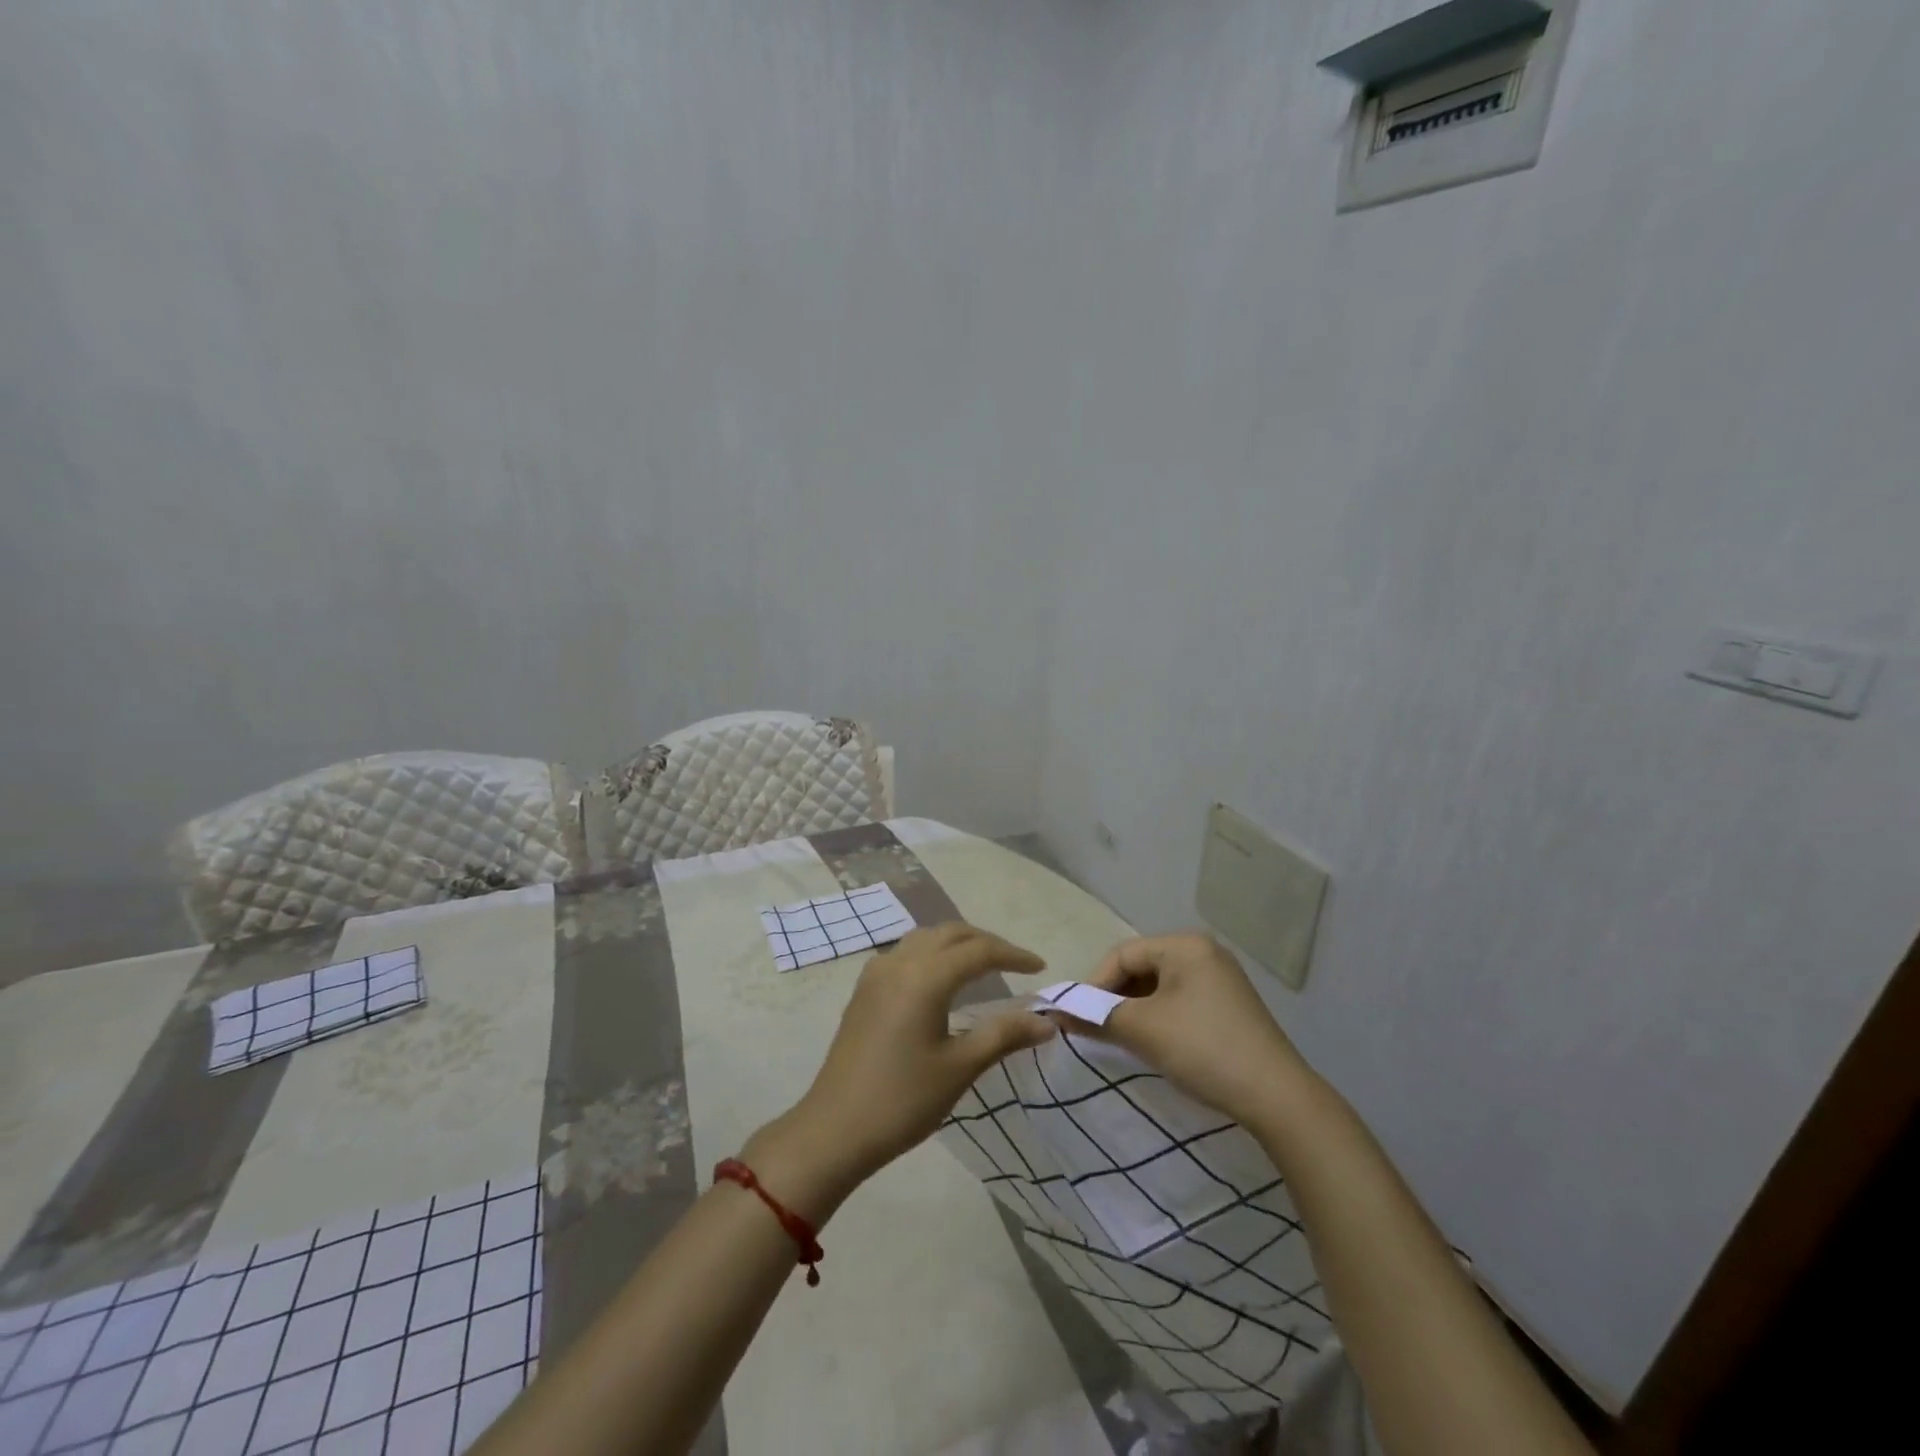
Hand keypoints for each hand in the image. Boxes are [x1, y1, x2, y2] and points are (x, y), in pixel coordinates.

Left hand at [745, 923, 1053, 1218]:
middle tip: (1016, 963)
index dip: (1013, 955)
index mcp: (925, 977)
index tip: (1040, 967)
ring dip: (957, 943)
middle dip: (986, 942)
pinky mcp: (864, 990)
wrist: (834, 1130)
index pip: (979, 951)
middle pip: (951, 934)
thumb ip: (1004, 1035)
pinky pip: (905, 953)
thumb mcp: (960, 1067)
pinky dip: (932, 954)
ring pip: (925, 939)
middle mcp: (899, 962)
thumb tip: (1046, 1022)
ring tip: (983, 966)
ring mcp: (876, 973)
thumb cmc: (903, 1100)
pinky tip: (940, 980)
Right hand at [1076, 933, 1314, 1127]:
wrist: (1277, 1098)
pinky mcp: (1228, 1007)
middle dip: (1113, 998)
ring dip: (1133, 1010)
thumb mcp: (1143, 1029)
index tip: (1075, 1017)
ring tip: (1118, 1038)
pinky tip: (1150, 1043)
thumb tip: (1059, 1012)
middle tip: (1093, 1029)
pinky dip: (1157, 1018)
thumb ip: (1097, 1016)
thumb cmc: (1204, 1048)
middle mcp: (1204, 953)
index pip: (1123, 954)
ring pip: (1158, 987)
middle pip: (1141, 968)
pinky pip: (1178, 1001)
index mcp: (1185, 945)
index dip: (1094, 984)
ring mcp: (1220, 980)